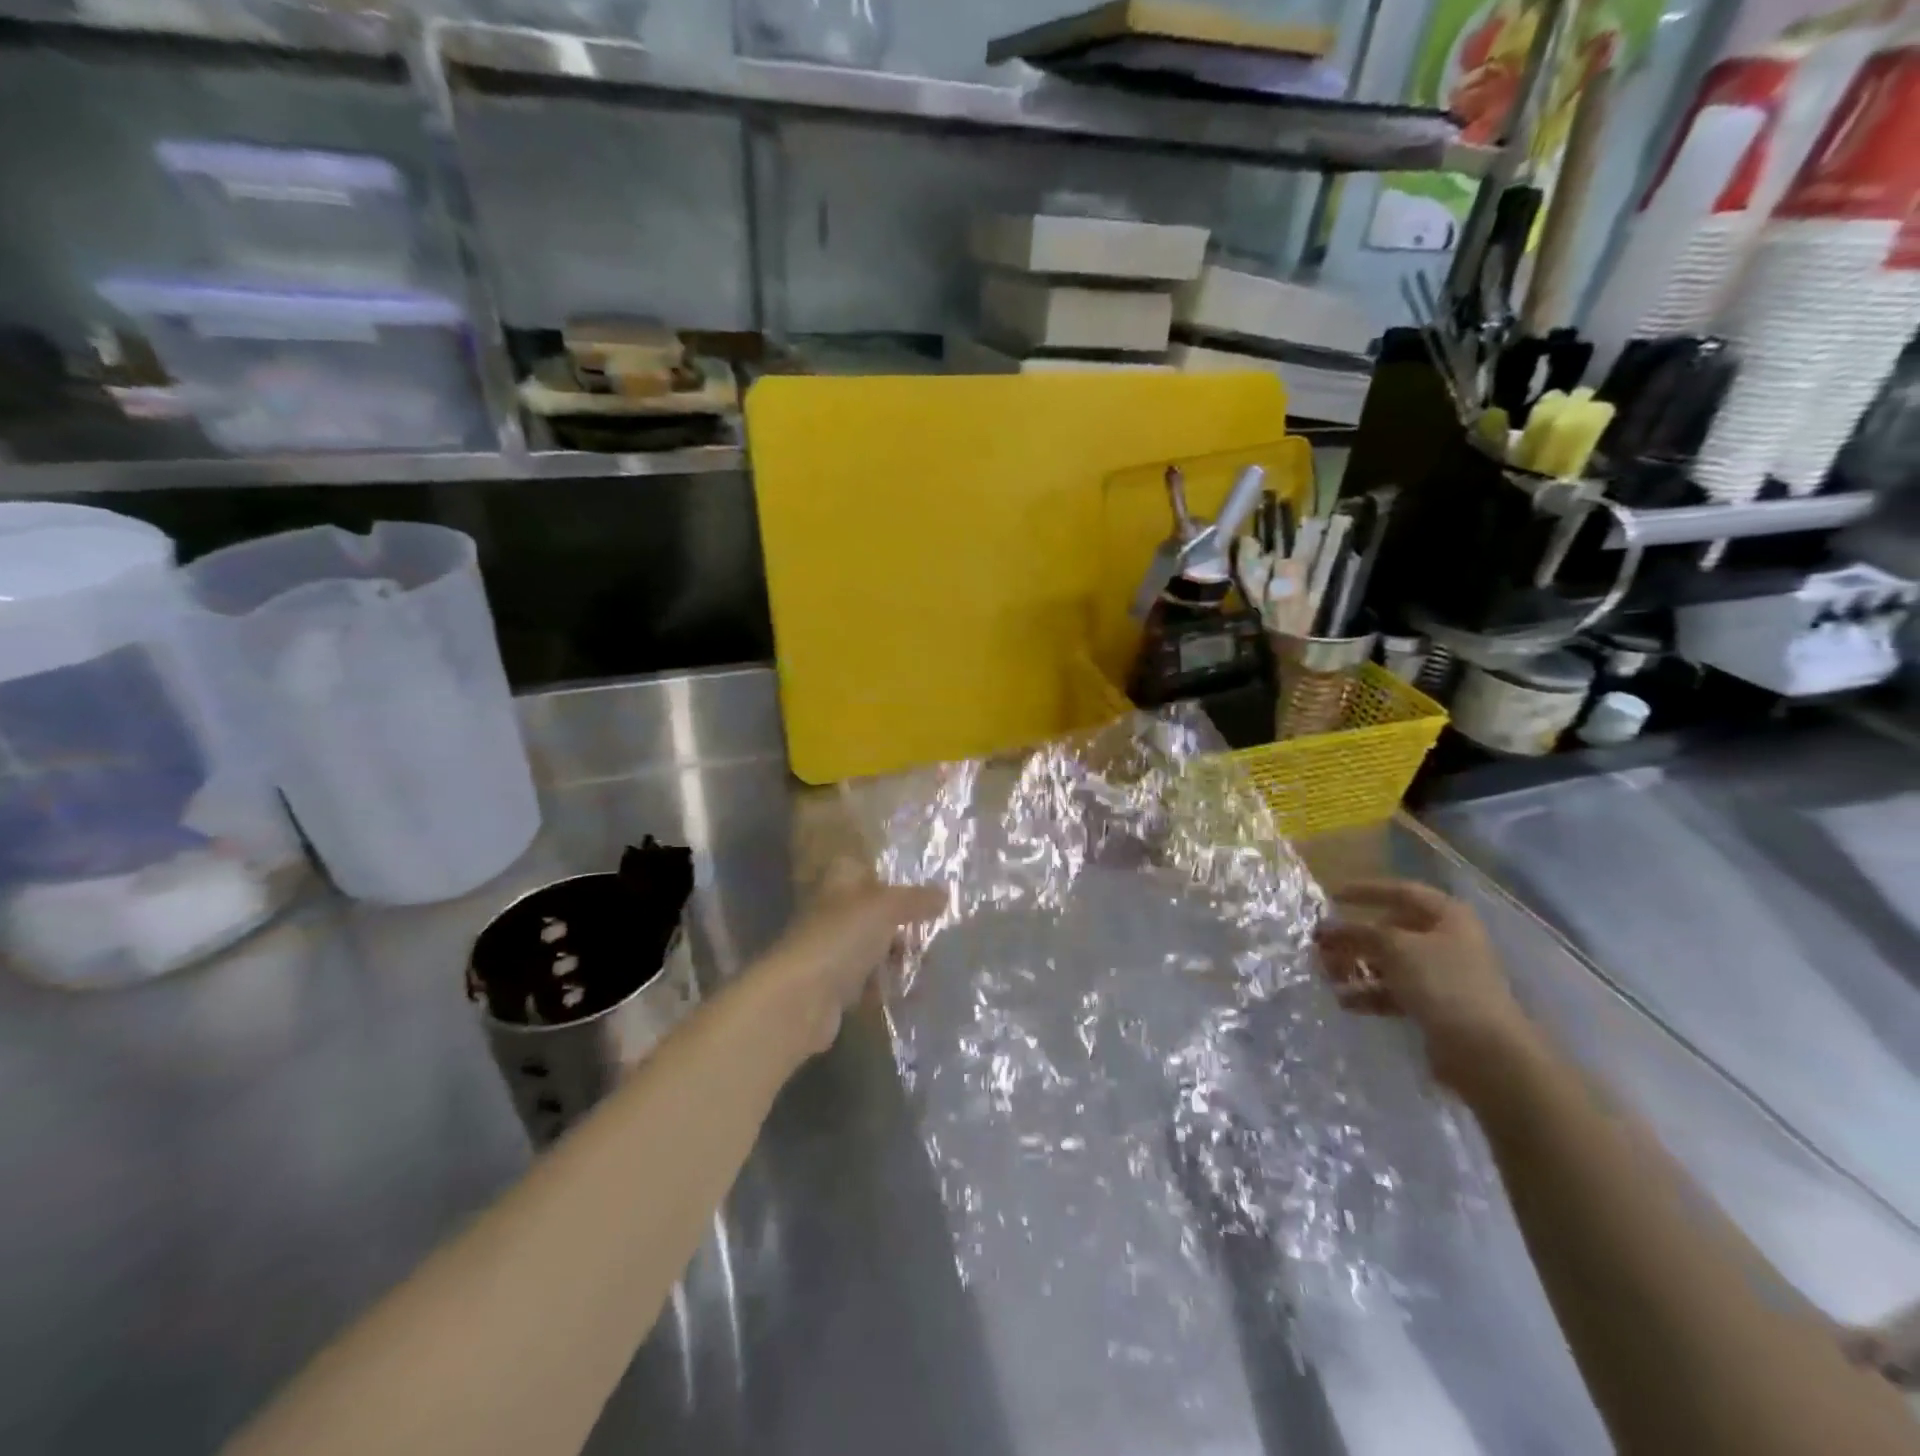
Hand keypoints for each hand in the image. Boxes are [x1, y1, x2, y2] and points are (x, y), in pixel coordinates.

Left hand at [757, 861, 945, 1054]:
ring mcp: (831, 951)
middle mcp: (832, 913)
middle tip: (936, 928)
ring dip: (897, 955)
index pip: (861, 868)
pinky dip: (888, 985)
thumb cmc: (841, 938)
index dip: (887, 875)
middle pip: (871, 911)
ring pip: (872, 947)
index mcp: (838, 884)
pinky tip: (913, 989)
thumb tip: (944, 894)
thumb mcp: (885, 907)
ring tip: (931, 961)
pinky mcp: (835, 988)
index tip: (920, 888)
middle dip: (902, 921)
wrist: (800, 1000)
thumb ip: (916, 899)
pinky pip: (869, 981)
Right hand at [1316, 879, 1536, 1094]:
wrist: (1484, 1051)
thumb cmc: (1442, 983)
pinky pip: (1394, 991)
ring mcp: (1442, 975)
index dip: (1365, 891)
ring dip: (1356, 966)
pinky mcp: (1436, 1006)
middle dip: (1353, 937)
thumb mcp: (1394, 947)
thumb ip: (1357, 932)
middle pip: (1390, 929)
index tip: (1331, 896)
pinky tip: (1344, 1001)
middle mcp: (1447, 940)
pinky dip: (1369, 993)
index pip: (1401, 891)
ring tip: (1327, 975)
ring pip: (1389, 962)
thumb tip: (1325, 928)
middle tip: (1321, 945)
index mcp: (1447, 916)